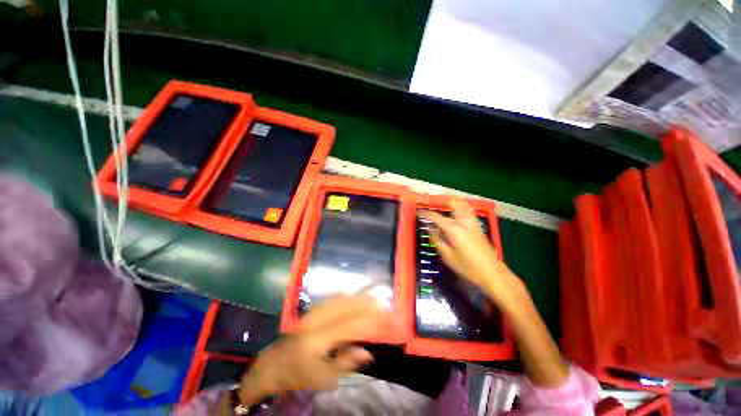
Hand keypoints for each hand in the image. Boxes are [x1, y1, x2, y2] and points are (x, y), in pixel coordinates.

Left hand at [237, 295, 389, 404]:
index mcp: (317, 340)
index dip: (369, 320)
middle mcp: (316, 321)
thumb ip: (345, 363)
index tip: (384, 317)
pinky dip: (348, 296)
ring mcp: (313, 312)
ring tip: (374, 298)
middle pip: (346, 307)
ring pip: (340, 299)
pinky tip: (356, 296)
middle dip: (366, 304)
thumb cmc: (298, 374)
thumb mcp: (322, 378)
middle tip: (383, 305)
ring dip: (359, 298)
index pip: (349, 325)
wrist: (274, 363)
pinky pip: (333, 298)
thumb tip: (367, 352)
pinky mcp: (312, 309)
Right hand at [424, 197, 527, 306]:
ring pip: (463, 203)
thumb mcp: (448, 256)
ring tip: (442, 205)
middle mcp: (464, 221)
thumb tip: (430, 229)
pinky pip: (467, 209)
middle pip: (453, 202)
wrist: (492, 273)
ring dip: (452, 201)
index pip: (436, 217)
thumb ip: (437, 240)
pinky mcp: (478, 226)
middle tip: (432, 203)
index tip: (418, 212)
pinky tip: (455, 213)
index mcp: (454, 229)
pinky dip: (460, 206)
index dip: (425, 213)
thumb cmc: (468, 267)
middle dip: (442, 200)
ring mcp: (473, 222)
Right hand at [426, 198, 568, 386]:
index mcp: (463, 241)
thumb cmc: (480, 285)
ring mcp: (482, 235)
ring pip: (469, 213)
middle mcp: (474, 233)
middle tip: (435, 201)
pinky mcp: (488, 240)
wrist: (510, 292)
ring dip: (457, 208)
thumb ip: (444, 250)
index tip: (421, 212)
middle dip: (447, 202)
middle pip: (460, 209)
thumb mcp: (456, 269)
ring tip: (445, 206)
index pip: (442, 221)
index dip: (431, 215)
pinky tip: (459, 224)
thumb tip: (435, 237)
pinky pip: (473, 224)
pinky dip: (464, 219)